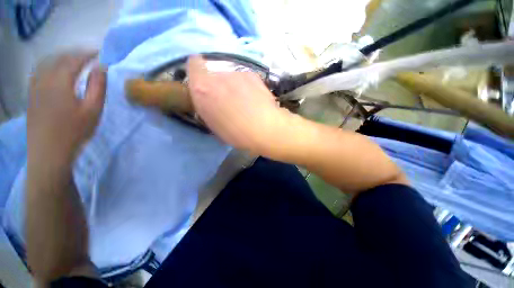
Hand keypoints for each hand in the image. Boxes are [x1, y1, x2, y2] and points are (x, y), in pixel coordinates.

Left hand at [27, 51, 106, 164]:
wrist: (49, 152)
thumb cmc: (74, 131)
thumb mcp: (93, 110)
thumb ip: (97, 87)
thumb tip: (101, 68)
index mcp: (60, 81)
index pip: (74, 60)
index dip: (87, 54)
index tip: (98, 53)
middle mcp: (44, 79)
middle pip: (58, 58)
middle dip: (74, 54)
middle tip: (88, 55)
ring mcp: (35, 87)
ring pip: (46, 63)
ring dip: (60, 58)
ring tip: (72, 60)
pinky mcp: (31, 95)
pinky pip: (38, 72)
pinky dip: (48, 66)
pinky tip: (53, 70)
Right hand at [187, 56, 287, 152]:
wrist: (265, 128)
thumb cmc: (236, 133)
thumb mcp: (214, 125)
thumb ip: (207, 107)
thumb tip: (210, 101)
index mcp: (202, 89)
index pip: (193, 65)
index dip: (198, 72)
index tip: (204, 83)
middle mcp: (218, 76)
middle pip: (214, 74)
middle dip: (218, 86)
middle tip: (228, 101)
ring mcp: (237, 74)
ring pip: (231, 78)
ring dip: (234, 87)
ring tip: (245, 103)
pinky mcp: (253, 75)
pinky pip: (245, 79)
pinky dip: (247, 87)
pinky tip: (255, 99)